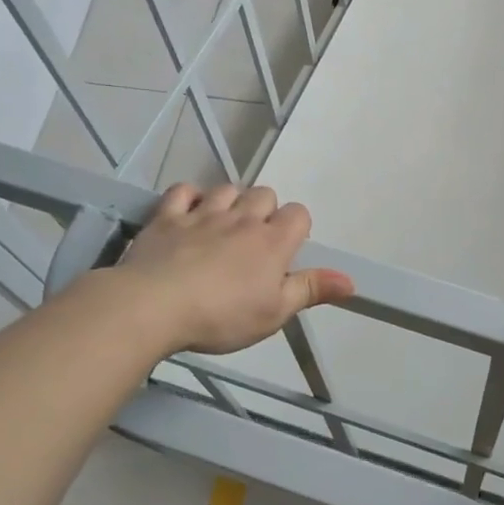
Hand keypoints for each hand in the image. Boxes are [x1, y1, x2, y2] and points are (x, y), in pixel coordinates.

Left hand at [112, 184, 353, 355]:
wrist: (152, 307)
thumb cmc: (221, 316)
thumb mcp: (274, 313)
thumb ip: (311, 290)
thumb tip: (351, 280)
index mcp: (272, 242)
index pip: (299, 214)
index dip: (296, 228)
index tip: (285, 253)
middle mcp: (242, 219)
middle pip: (264, 194)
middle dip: (264, 211)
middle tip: (253, 242)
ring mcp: (203, 214)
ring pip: (227, 189)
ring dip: (231, 202)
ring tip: (223, 226)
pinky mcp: (167, 217)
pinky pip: (183, 191)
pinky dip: (190, 198)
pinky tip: (189, 213)